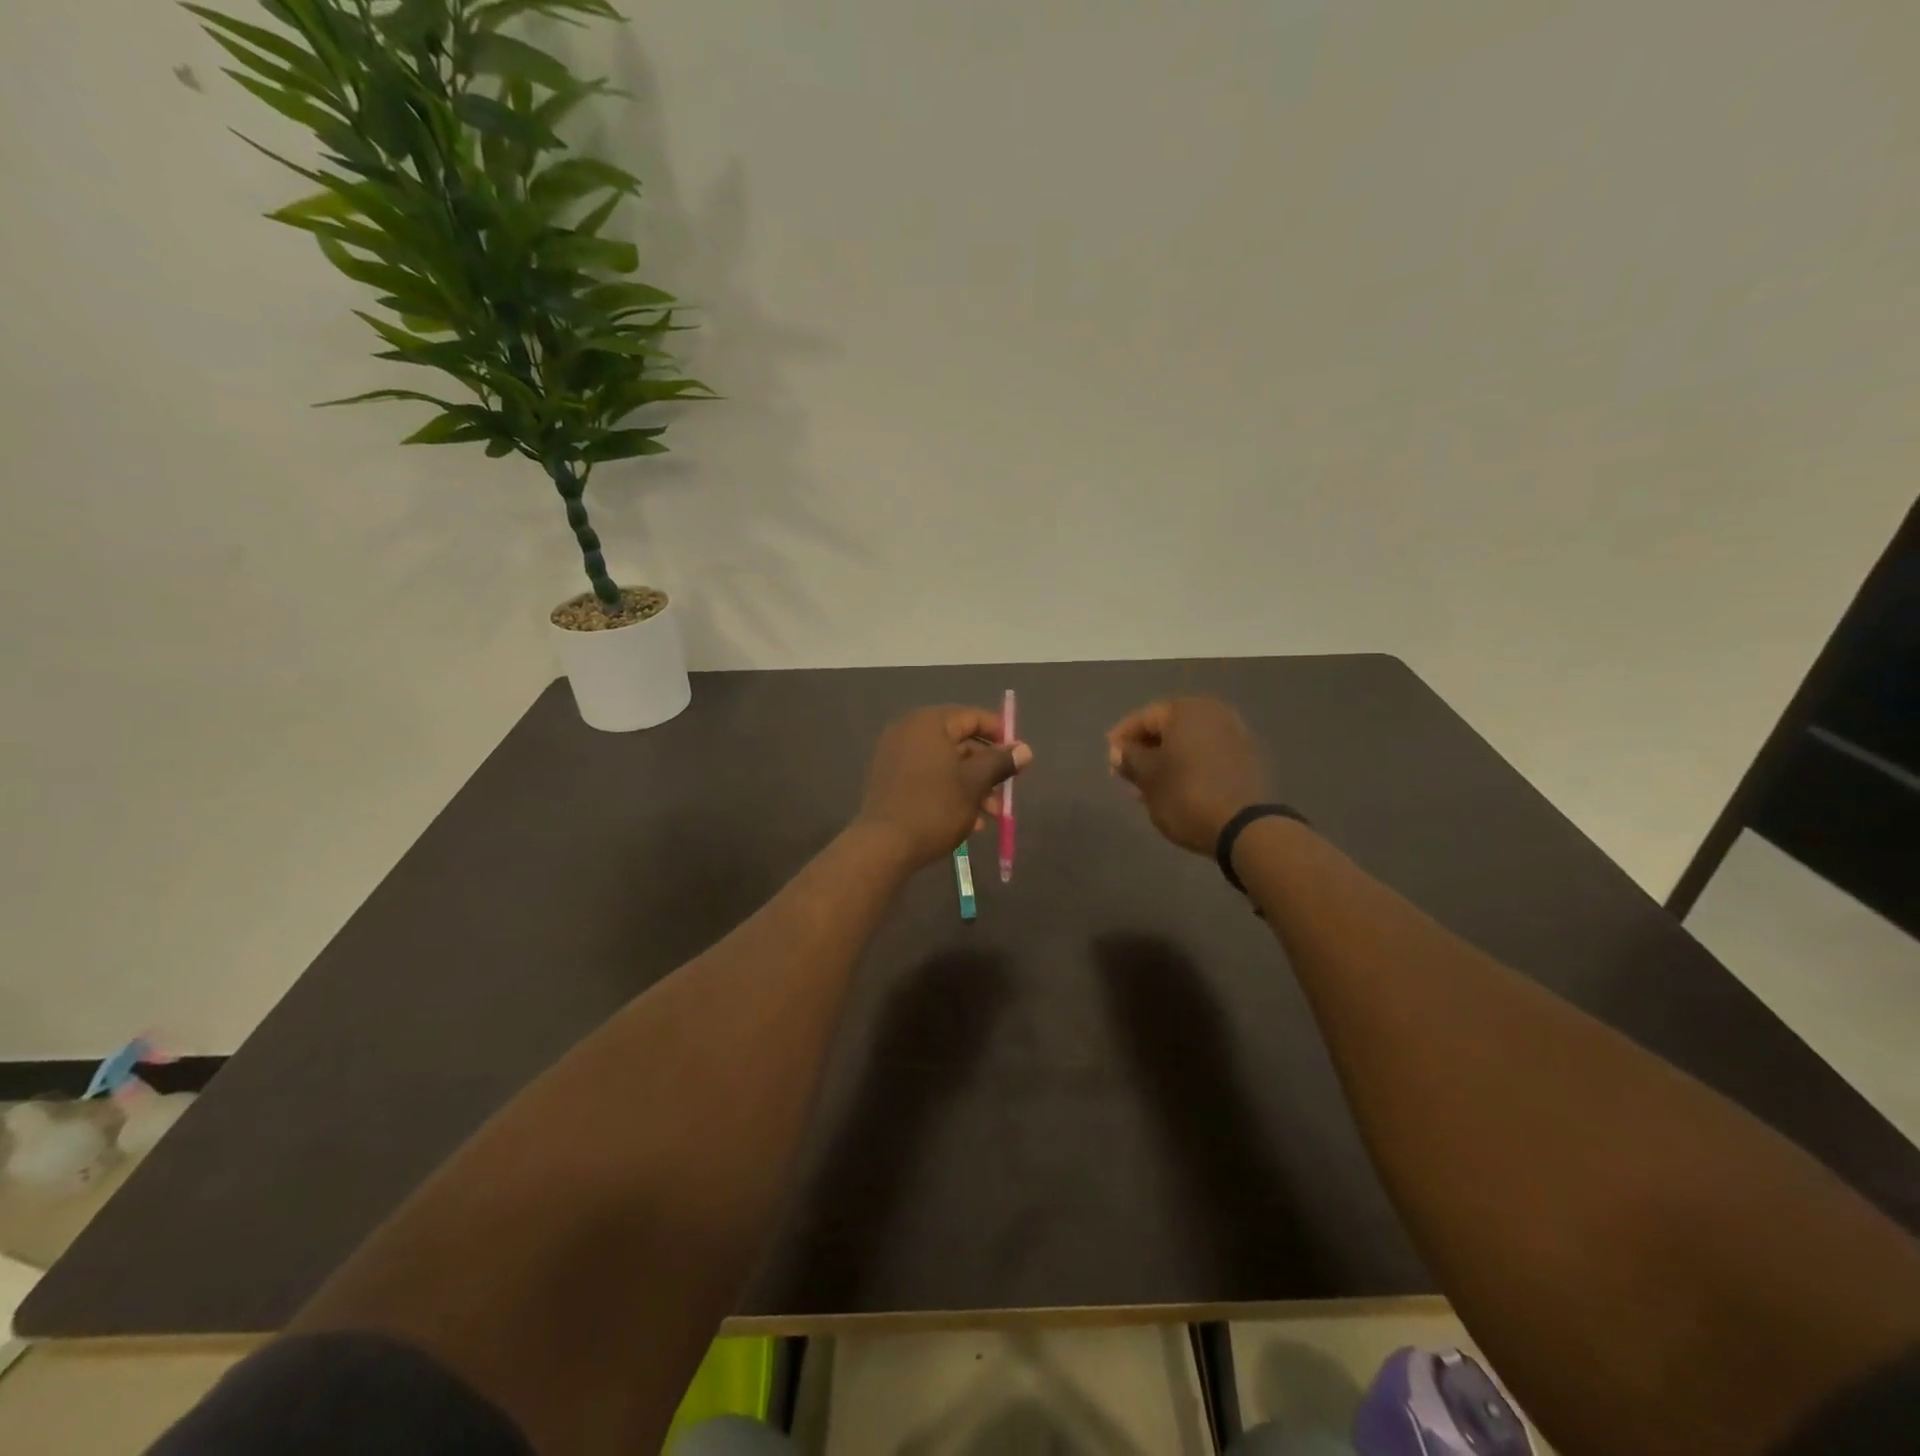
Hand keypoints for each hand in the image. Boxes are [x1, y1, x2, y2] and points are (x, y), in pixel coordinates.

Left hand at [856, 705, 1032, 867]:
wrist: (883, 845)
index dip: (1001, 736)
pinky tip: (967, 822)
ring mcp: (895, 755)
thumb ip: (1000, 762)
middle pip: (960, 742)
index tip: (1019, 759)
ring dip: (971, 787)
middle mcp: (909, 731)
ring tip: (988, 817)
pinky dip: (949, 791)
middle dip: (986, 770)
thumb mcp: (975, 784)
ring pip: (946, 764)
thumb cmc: (935, 807)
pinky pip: (928, 777)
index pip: (974, 717)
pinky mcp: (889, 779)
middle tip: (1005, 796)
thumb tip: (1024, 750)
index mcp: (929, 723)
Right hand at [1106, 697, 1266, 854]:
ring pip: (1187, 743)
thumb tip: (1119, 751)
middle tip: (1126, 773)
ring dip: (1165, 760)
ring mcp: (1234, 734)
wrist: (1243, 827)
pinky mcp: (1246, 758)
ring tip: (1147, 785)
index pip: (1143, 718)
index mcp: (1186, 710)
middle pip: (1167, 728)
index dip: (1121, 738)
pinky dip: (1187, 766)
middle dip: (1145, 749)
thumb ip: (1129, 758)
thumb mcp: (1147, 777)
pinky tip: (1174, 787)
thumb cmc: (1185, 794)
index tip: (1110, 760)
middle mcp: (1213, 713)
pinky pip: (1206, 754)